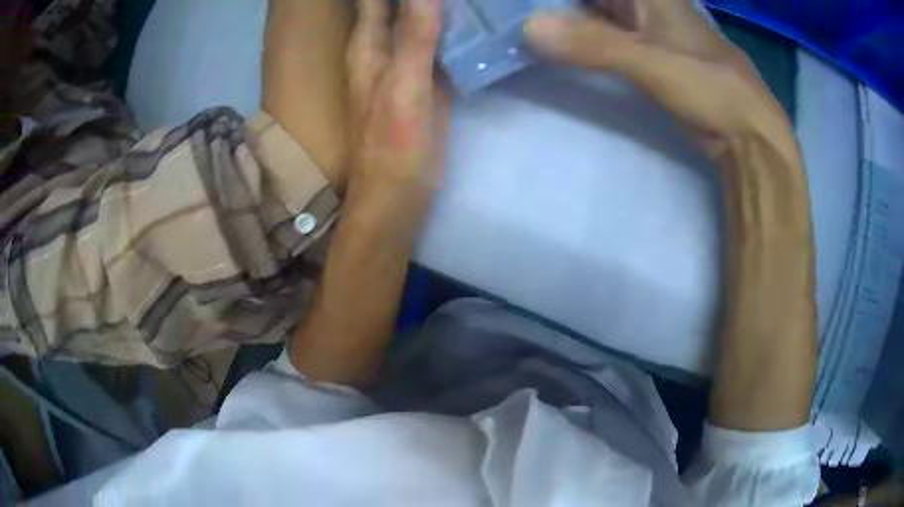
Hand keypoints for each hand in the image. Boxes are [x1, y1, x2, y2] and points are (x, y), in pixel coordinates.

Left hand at [346, 0, 447, 198]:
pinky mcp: (426, 80)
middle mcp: (383, 48)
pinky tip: (474, 18)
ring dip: (439, 5)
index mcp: (369, 46)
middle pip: (397, 4)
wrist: (396, 197)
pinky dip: (453, 27)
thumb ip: (414, 40)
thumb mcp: (405, 91)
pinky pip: (438, 42)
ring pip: (420, 19)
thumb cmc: (394, 149)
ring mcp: (406, 63)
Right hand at [525, 0, 794, 159]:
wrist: (746, 132)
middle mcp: (644, 3)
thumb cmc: (710, 87)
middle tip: (511, 8)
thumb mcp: (651, 62)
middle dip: (556, 3)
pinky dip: (578, 35)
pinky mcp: (645, 52)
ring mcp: (644, 27)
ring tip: (523, 20)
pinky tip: (553, 41)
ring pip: (595, 9)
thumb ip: (594, 44)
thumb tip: (527, 28)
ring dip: (562, 13)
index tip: (523, 1)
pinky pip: (602, 33)